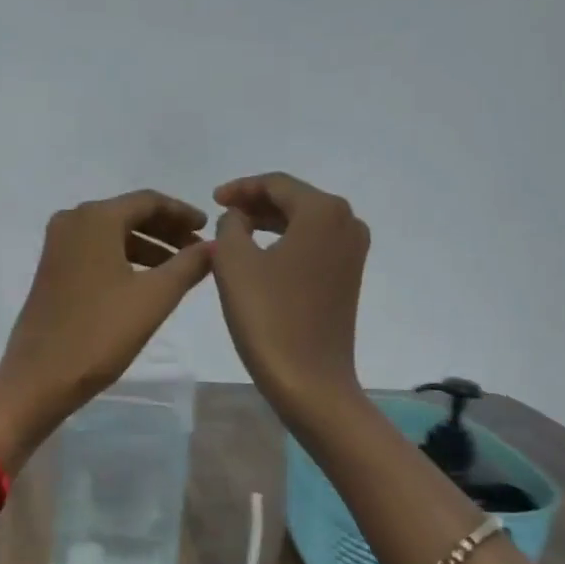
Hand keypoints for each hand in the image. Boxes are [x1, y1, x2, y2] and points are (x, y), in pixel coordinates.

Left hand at [0, 190, 211, 462]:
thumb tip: (214, 246)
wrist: (40, 376)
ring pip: (112, 234)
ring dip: (147, 246)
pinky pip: (96, 252)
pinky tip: (146, 282)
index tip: (208, 228)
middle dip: (166, 229)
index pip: (148, 201)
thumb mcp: (154, 297)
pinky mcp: (52, 270)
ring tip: (179, 269)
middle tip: (198, 249)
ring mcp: (57, 246)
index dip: (182, 212)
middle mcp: (72, 221)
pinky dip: (125, 259)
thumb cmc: (100, 333)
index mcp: (95, 218)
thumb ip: (189, 265)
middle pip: (129, 214)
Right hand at [211, 173, 370, 432]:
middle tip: (221, 214)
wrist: (310, 379)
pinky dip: (285, 243)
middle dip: (256, 204)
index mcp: (323, 211)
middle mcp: (347, 222)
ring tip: (235, 234)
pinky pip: (313, 245)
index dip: (241, 187)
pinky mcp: (349, 277)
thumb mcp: (233, 262)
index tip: (212, 199)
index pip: (277, 184)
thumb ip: (230, 225)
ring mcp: (352, 252)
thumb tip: (238, 217)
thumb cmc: (268, 316)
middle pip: (294, 200)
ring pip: (304, 223)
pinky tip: (260, 257)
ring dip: (269, 223)